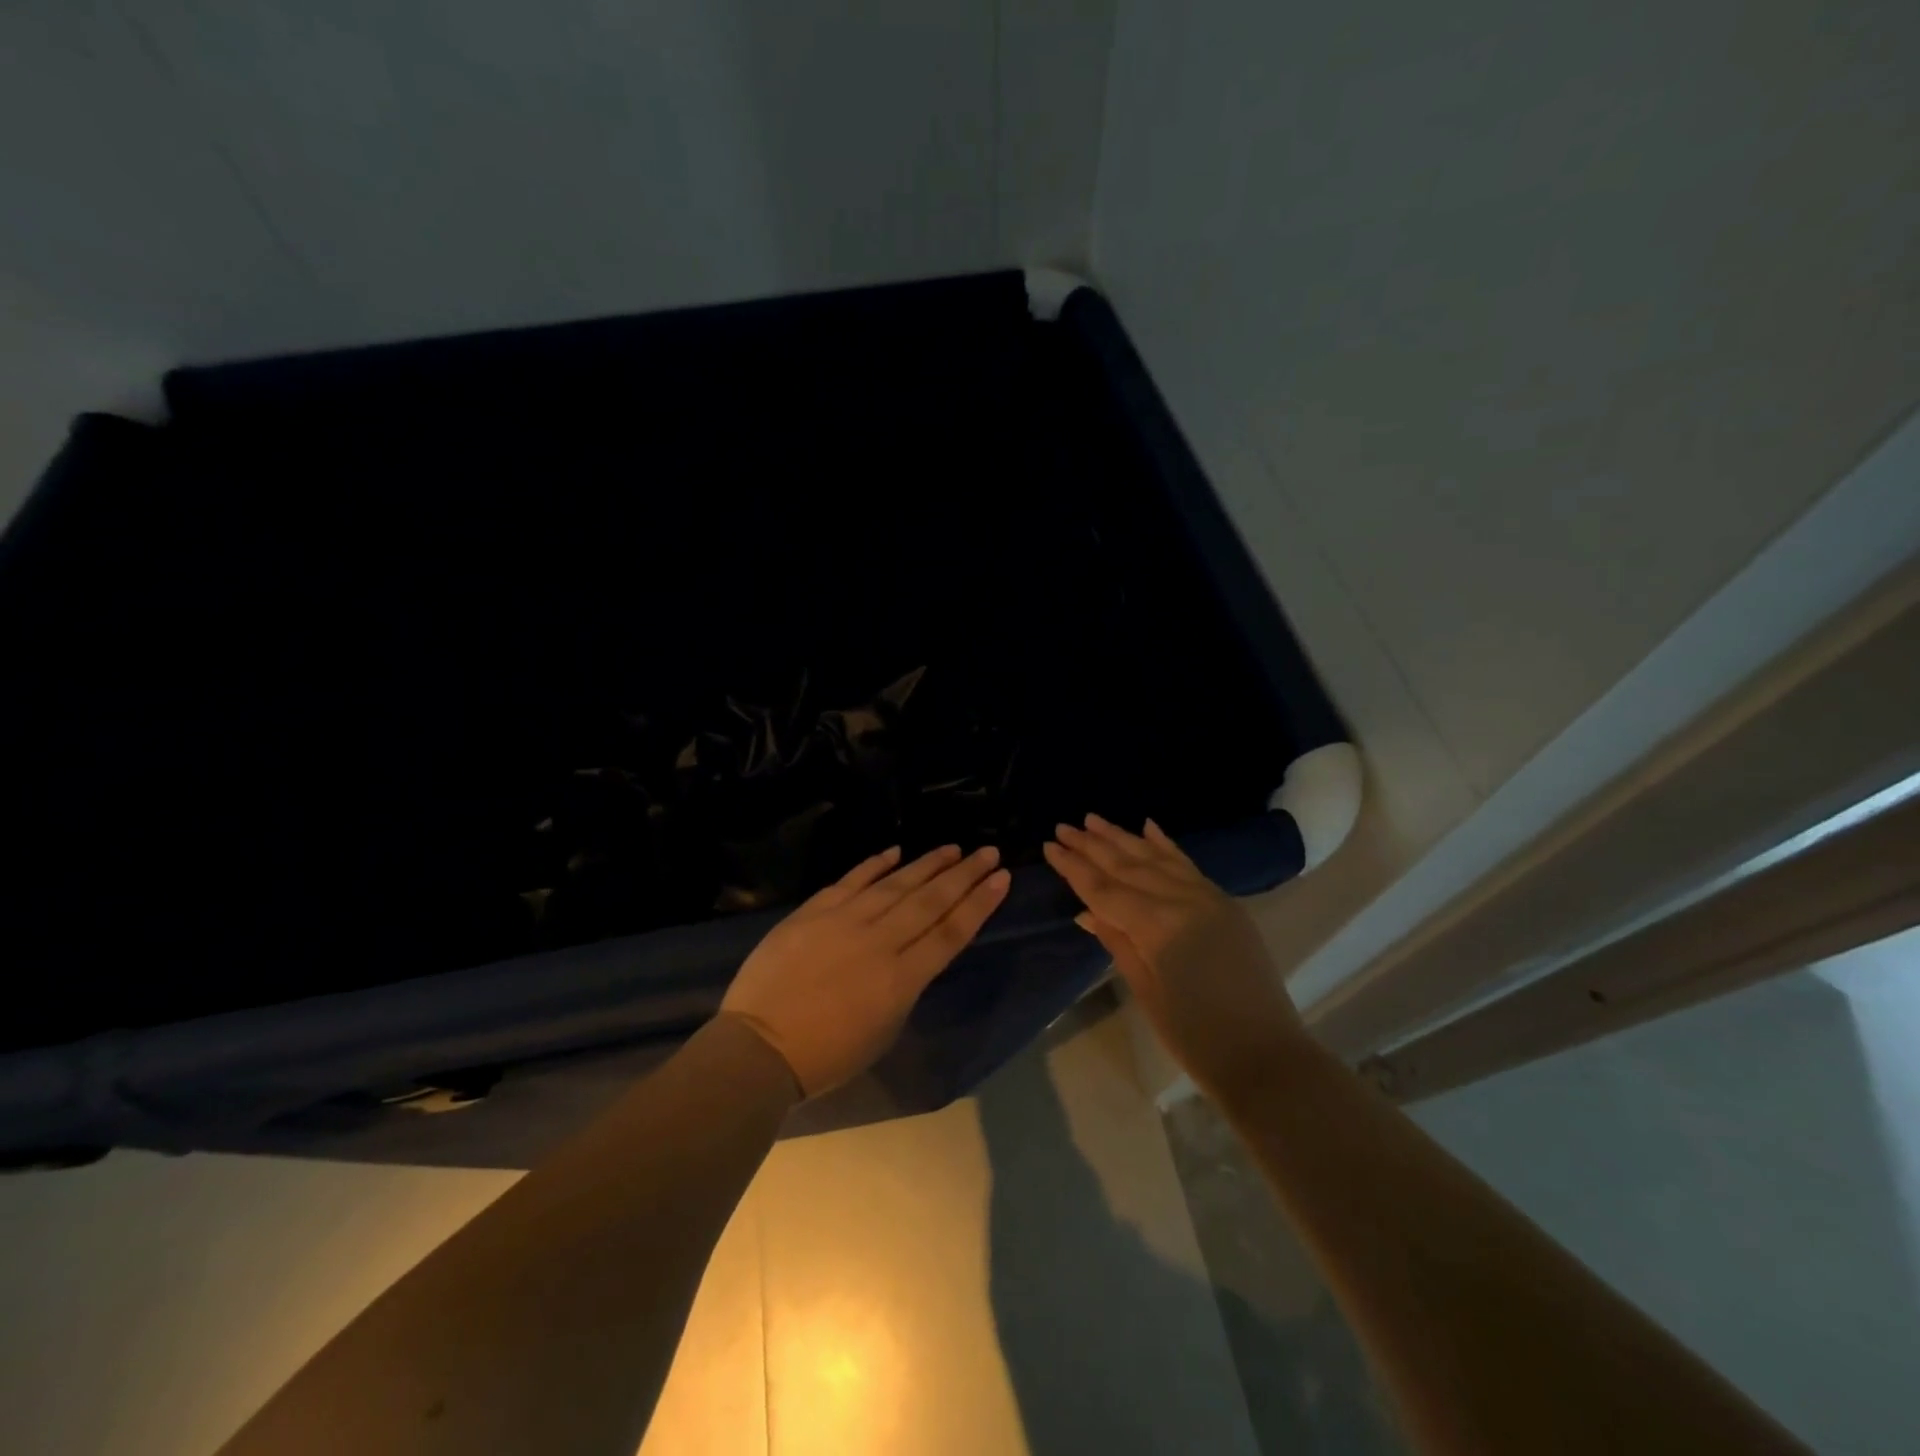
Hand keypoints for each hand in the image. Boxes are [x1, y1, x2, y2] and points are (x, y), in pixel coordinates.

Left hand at [720, 844, 1010, 1097]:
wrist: (759, 1047)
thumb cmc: (826, 1055)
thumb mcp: (884, 1030)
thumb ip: (905, 986)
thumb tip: (912, 954)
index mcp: (901, 979)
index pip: (950, 932)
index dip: (979, 903)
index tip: (1002, 878)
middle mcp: (879, 941)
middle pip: (930, 901)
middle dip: (964, 875)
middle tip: (989, 851)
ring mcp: (844, 920)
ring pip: (896, 884)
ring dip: (927, 863)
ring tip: (953, 848)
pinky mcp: (814, 911)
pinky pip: (852, 880)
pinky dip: (875, 864)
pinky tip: (896, 851)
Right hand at [1045, 815, 1305, 1098]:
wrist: (1264, 1055)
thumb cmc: (1194, 1035)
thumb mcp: (1145, 990)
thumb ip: (1117, 942)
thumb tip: (1087, 912)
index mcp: (1157, 926)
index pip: (1105, 889)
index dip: (1074, 868)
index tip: (1049, 846)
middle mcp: (1182, 900)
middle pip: (1128, 866)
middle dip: (1092, 846)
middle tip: (1063, 827)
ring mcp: (1208, 897)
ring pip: (1156, 858)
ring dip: (1123, 838)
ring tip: (1094, 820)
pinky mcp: (1224, 903)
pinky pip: (1188, 865)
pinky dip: (1166, 845)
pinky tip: (1148, 826)